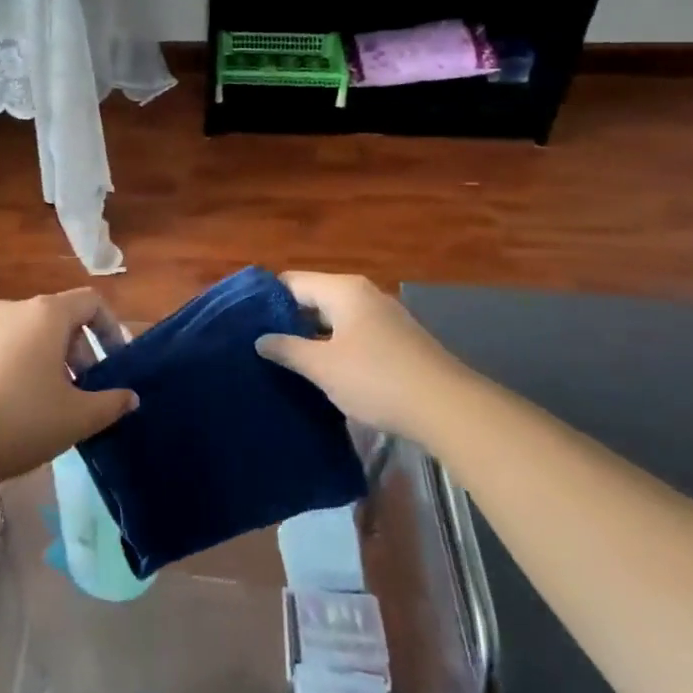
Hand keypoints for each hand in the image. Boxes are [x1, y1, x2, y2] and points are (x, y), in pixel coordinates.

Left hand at [0, 289, 137, 489]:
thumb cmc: (23, 420)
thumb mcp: (78, 416)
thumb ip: (111, 403)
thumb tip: (130, 398)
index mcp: (47, 313)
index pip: (91, 302)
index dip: (111, 329)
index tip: (116, 364)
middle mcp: (16, 309)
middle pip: (62, 318)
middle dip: (82, 350)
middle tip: (88, 390)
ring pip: (35, 334)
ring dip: (55, 360)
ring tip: (59, 402)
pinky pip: (10, 347)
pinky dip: (27, 366)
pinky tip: (24, 406)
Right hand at [255, 272, 466, 444]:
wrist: (449, 409)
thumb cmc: (377, 379)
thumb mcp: (322, 367)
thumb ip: (287, 350)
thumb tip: (260, 340)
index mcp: (342, 290)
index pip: (291, 282)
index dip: (266, 300)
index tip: (244, 322)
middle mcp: (363, 294)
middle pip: (313, 298)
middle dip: (287, 320)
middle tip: (259, 344)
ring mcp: (384, 317)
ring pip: (334, 319)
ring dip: (311, 337)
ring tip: (284, 360)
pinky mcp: (398, 341)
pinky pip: (354, 335)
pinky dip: (335, 348)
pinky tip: (322, 372)